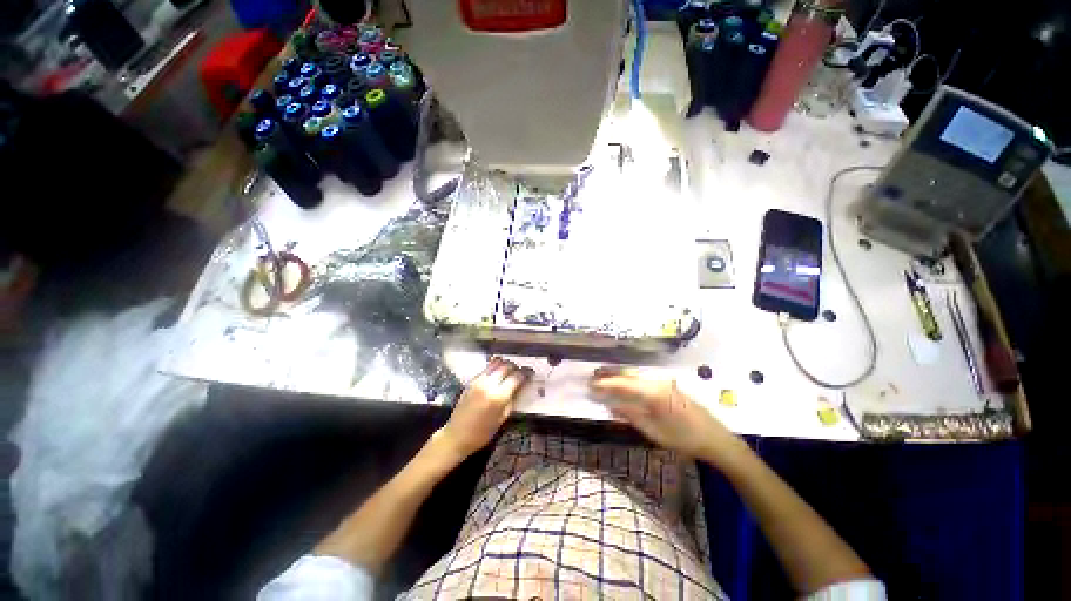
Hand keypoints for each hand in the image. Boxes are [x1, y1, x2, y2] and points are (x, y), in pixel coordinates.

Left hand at [438, 357, 532, 458]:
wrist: (457, 435)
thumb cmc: (482, 433)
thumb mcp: (502, 419)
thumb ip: (513, 399)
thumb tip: (521, 386)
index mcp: (498, 396)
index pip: (516, 376)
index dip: (526, 373)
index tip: (531, 373)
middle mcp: (489, 384)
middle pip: (507, 366)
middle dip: (516, 367)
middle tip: (520, 373)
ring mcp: (479, 380)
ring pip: (496, 362)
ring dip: (505, 365)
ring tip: (509, 372)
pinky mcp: (472, 380)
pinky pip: (487, 367)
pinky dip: (495, 367)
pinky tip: (498, 375)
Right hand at [590, 367, 740, 460]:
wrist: (715, 438)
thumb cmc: (683, 438)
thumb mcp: (653, 431)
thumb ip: (630, 415)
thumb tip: (610, 405)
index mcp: (651, 392)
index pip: (622, 383)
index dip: (604, 384)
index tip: (590, 385)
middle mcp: (656, 381)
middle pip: (627, 374)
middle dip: (608, 374)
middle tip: (592, 376)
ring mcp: (663, 381)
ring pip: (635, 374)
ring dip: (618, 375)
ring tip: (602, 377)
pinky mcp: (667, 385)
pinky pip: (642, 378)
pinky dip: (629, 379)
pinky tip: (622, 382)